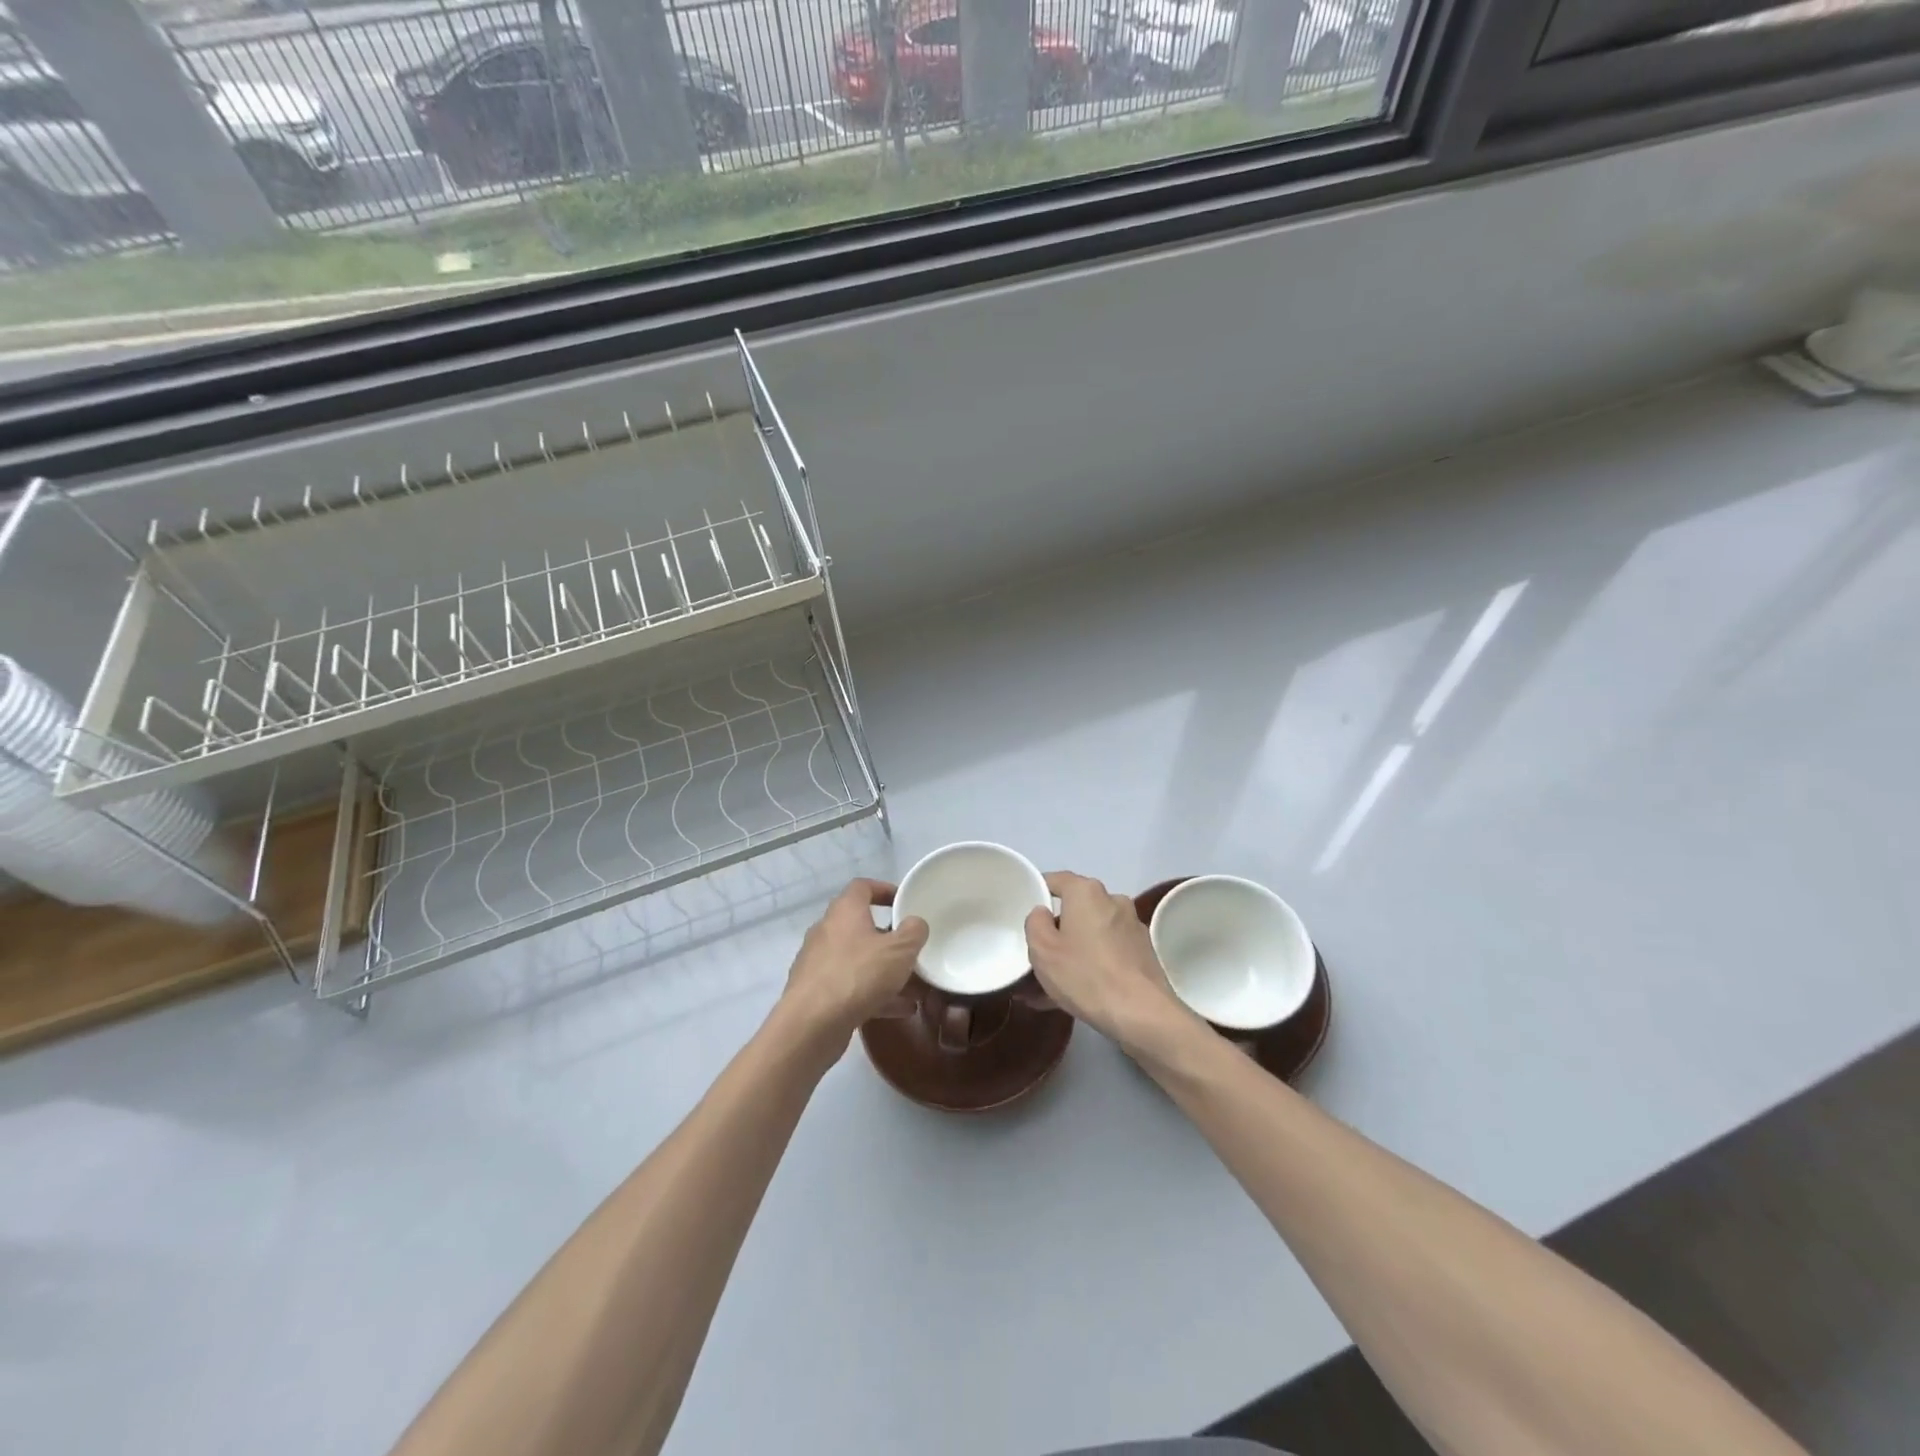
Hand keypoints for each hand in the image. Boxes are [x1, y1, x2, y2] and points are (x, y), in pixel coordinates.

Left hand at [780, 878, 927, 1045]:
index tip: (903, 902)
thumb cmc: (857, 975)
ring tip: (914, 988)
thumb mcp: (899, 950)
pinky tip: (899, 1010)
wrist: (811, 1025)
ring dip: (885, 971)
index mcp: (845, 911)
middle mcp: (827, 931)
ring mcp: (818, 963)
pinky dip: (874, 994)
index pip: (862, 887)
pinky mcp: (816, 993)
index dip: (884, 890)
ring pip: (859, 961)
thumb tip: (915, 923)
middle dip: (890, 940)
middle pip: (862, 926)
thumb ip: (914, 932)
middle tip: (912, 951)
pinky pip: (851, 986)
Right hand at [1024, 872, 1199, 1058]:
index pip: (1056, 880)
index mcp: (1086, 892)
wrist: (1142, 1014)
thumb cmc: (1085, 975)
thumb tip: (1044, 913)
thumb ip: (1035, 922)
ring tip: (1051, 986)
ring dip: (1072, 952)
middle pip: (1075, 909)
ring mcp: (1132, 927)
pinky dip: (1091, 965)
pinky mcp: (1143, 953)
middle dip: (1056, 931)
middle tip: (1036, 957)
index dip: (1038, 892)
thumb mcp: (1042, 949)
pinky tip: (1077, 994)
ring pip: (1091, 934)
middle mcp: (1113, 901)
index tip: (1024, 913)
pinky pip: (1107, 952)